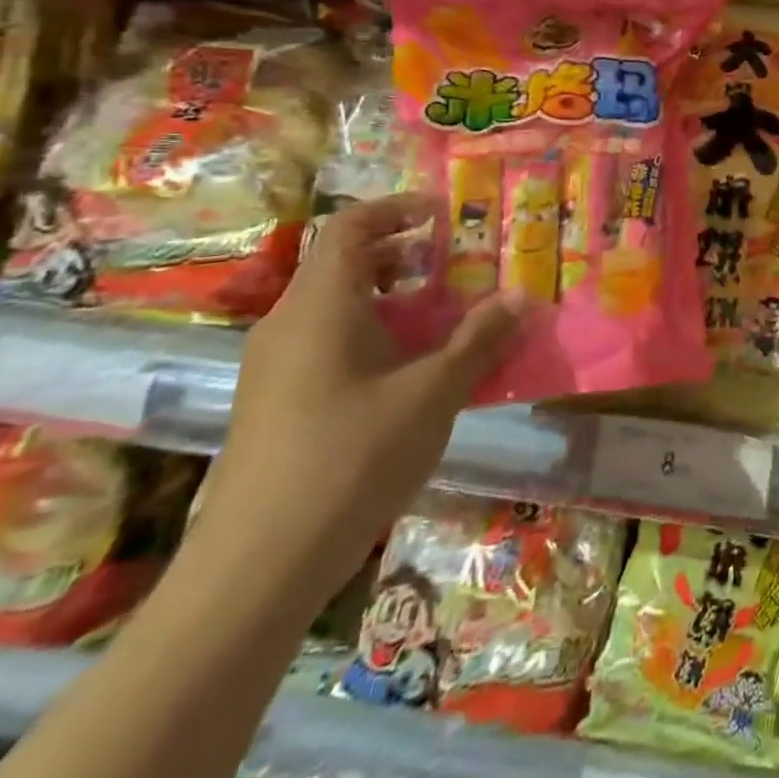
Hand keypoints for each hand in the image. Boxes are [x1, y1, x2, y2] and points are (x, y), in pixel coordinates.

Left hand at [192, 194, 528, 605]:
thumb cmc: (351, 458)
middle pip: (341, 264)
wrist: (255, 569)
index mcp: (319, 305)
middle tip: (452, 265)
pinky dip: (369, 335)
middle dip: (400, 256)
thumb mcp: (433, 393)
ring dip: (388, 299)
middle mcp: (287, 324)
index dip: (397, 209)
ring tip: (438, 318)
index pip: (350, 226)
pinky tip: (405, 374)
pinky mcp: (271, 405)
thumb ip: (480, 339)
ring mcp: (273, 367)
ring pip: (333, 307)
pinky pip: (324, 343)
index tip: (443, 213)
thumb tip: (523, 295)